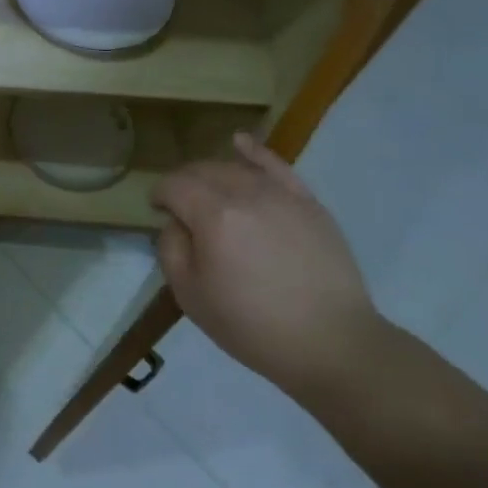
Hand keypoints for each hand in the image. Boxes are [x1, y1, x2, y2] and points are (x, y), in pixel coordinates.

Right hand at [152, 132, 381, 394]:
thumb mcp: (190, 296)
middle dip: (183, 184)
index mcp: (213, 215)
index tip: (156, 211)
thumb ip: (171, 249)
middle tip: (180, 210)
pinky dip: (255, 152)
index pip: (174, 186)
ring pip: (235, 168)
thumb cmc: (253, 326)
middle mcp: (245, 193)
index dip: (159, 195)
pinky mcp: (308, 204)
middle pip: (202, 171)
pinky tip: (240, 142)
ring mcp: (281, 195)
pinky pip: (276, 166)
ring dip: (212, 176)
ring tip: (208, 196)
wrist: (332, 345)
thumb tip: (175, 223)